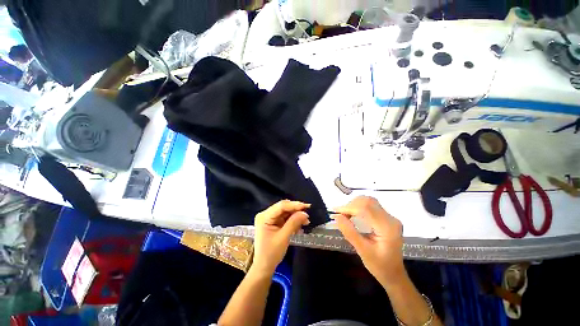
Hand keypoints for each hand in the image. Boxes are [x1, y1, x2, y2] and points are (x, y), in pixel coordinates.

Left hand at [253, 200, 310, 273]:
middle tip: (307, 214)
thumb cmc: (271, 254)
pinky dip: (292, 220)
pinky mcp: (273, 222)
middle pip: (283, 208)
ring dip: (295, 215)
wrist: (264, 267)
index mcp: (264, 217)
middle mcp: (265, 214)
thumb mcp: (283, 237)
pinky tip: (300, 224)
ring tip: (306, 220)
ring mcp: (269, 218)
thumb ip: (294, 223)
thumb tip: (305, 213)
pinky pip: (284, 217)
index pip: (281, 206)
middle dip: (296, 210)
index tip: (306, 207)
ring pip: (285, 212)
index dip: (294, 205)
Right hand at [332, 196, 404, 286]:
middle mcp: (391, 219)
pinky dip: (358, 207)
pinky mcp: (386, 218)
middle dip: (351, 205)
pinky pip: (370, 206)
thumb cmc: (380, 266)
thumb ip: (350, 233)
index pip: (366, 209)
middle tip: (339, 214)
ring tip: (344, 214)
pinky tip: (352, 214)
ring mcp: (389, 217)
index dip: (349, 207)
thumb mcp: (363, 251)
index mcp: (387, 228)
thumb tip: (337, 217)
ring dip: (354, 205)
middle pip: (368, 202)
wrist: (394, 274)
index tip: (335, 212)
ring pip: (368, 201)